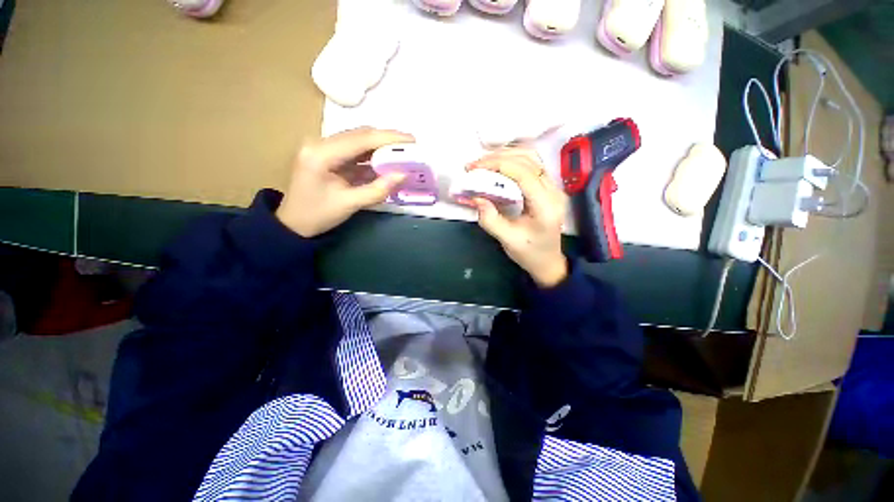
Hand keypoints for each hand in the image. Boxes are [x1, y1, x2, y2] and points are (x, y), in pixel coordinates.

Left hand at [277, 127, 414, 236]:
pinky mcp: (330, 156)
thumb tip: (403, 175)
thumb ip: (377, 190)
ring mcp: (324, 148)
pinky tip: (387, 161)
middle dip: (387, 139)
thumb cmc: (317, 215)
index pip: (360, 139)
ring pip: (359, 141)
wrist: (294, 223)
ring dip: (381, 146)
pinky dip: (373, 156)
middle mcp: (321, 144)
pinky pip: (356, 151)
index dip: (388, 138)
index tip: (411, 140)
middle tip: (411, 146)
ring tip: (403, 152)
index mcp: (321, 154)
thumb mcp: (349, 204)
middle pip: (360, 135)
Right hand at [468, 148, 569, 287]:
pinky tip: (496, 166)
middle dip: (498, 158)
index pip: (524, 174)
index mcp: (546, 206)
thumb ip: (490, 219)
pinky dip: (511, 161)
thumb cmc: (529, 253)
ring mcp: (553, 187)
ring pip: (531, 158)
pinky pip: (530, 165)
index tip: (475, 168)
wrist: (548, 261)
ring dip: (505, 156)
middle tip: (474, 165)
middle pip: (528, 160)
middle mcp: (554, 191)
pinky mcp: (548, 187)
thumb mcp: (507, 240)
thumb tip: (476, 198)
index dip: (498, 165)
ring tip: (483, 164)